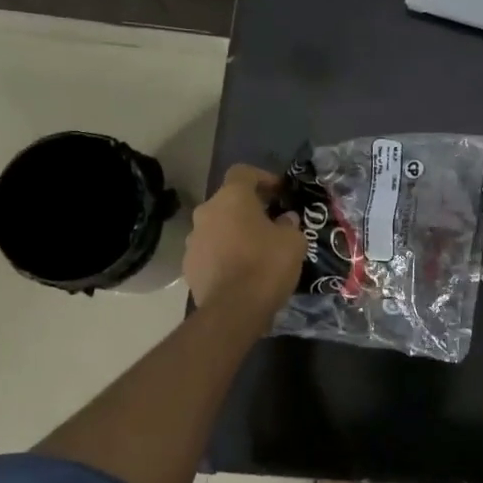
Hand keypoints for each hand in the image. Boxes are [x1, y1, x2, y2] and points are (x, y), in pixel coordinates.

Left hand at [185, 165, 305, 323]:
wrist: (233, 310)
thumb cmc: (267, 265)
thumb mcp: (293, 241)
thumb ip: (288, 224)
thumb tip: (284, 220)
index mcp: (231, 198)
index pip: (243, 172)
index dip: (263, 177)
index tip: (279, 192)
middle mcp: (206, 212)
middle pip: (228, 201)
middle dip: (249, 209)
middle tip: (271, 222)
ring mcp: (192, 240)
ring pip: (217, 227)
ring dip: (234, 232)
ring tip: (256, 250)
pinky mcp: (188, 266)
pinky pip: (210, 251)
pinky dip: (224, 255)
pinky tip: (241, 271)